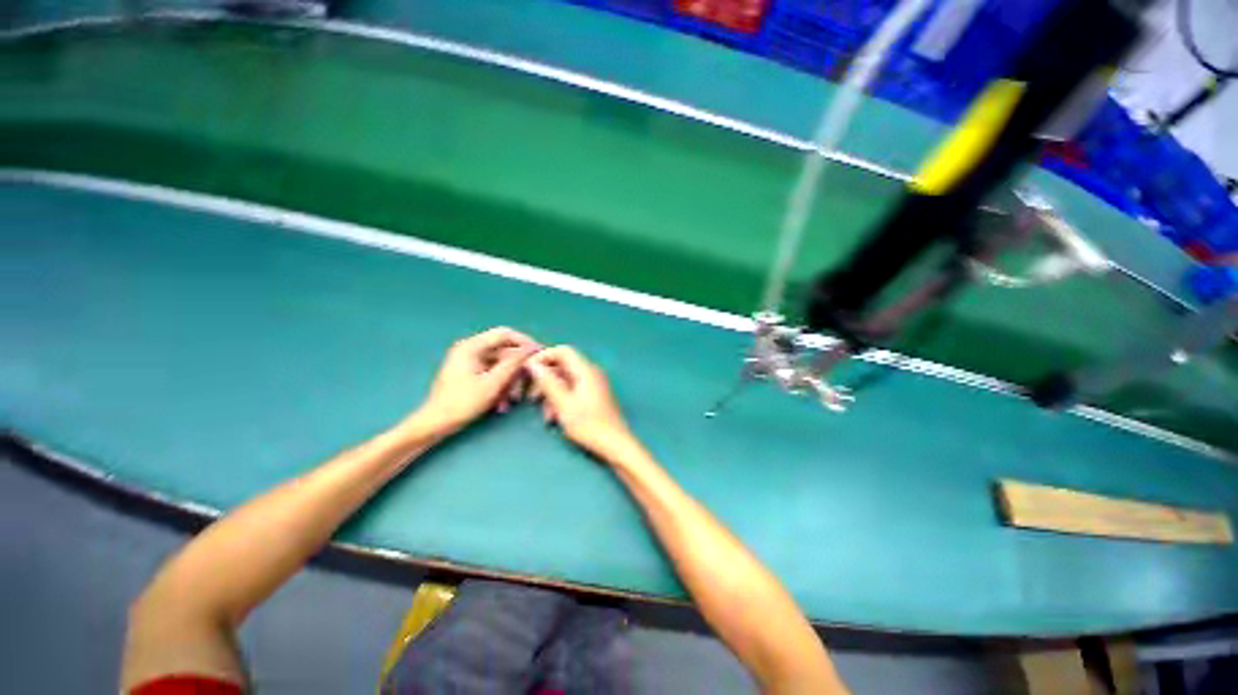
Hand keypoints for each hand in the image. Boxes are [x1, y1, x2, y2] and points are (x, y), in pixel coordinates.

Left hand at [413, 327, 539, 436]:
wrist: (435, 424)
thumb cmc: (462, 402)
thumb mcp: (493, 383)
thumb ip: (514, 363)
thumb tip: (533, 349)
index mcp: (472, 346)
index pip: (505, 334)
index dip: (525, 342)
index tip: (539, 354)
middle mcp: (471, 349)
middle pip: (504, 351)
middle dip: (517, 369)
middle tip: (528, 383)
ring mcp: (470, 361)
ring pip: (501, 365)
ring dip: (510, 381)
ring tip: (513, 400)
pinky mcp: (471, 373)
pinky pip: (493, 374)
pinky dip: (501, 386)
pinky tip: (503, 404)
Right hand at [525, 346, 638, 460]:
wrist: (615, 444)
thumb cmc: (589, 425)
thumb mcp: (563, 404)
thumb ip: (548, 383)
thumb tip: (533, 365)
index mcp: (586, 370)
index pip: (562, 351)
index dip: (543, 357)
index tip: (527, 371)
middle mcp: (591, 373)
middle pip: (563, 366)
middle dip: (545, 380)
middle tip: (531, 397)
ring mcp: (593, 384)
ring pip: (566, 381)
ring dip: (551, 394)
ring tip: (545, 415)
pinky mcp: (593, 396)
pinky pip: (573, 391)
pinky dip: (561, 400)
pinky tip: (555, 418)